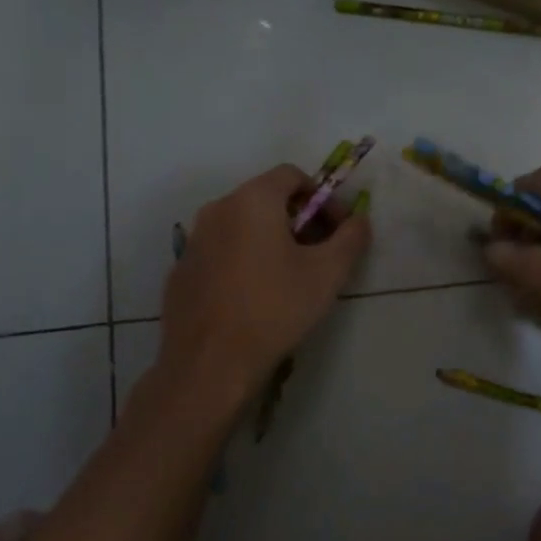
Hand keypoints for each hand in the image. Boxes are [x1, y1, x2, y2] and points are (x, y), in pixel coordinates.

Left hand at [160, 165, 371, 399]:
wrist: (209, 365)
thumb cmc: (275, 309)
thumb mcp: (328, 273)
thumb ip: (351, 237)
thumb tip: (359, 220)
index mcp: (252, 200)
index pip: (292, 175)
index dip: (322, 198)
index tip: (337, 230)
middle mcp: (217, 209)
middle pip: (266, 198)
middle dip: (298, 219)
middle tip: (318, 255)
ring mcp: (194, 241)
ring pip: (241, 226)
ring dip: (270, 240)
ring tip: (289, 278)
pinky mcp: (181, 272)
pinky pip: (220, 253)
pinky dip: (242, 261)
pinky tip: (254, 298)